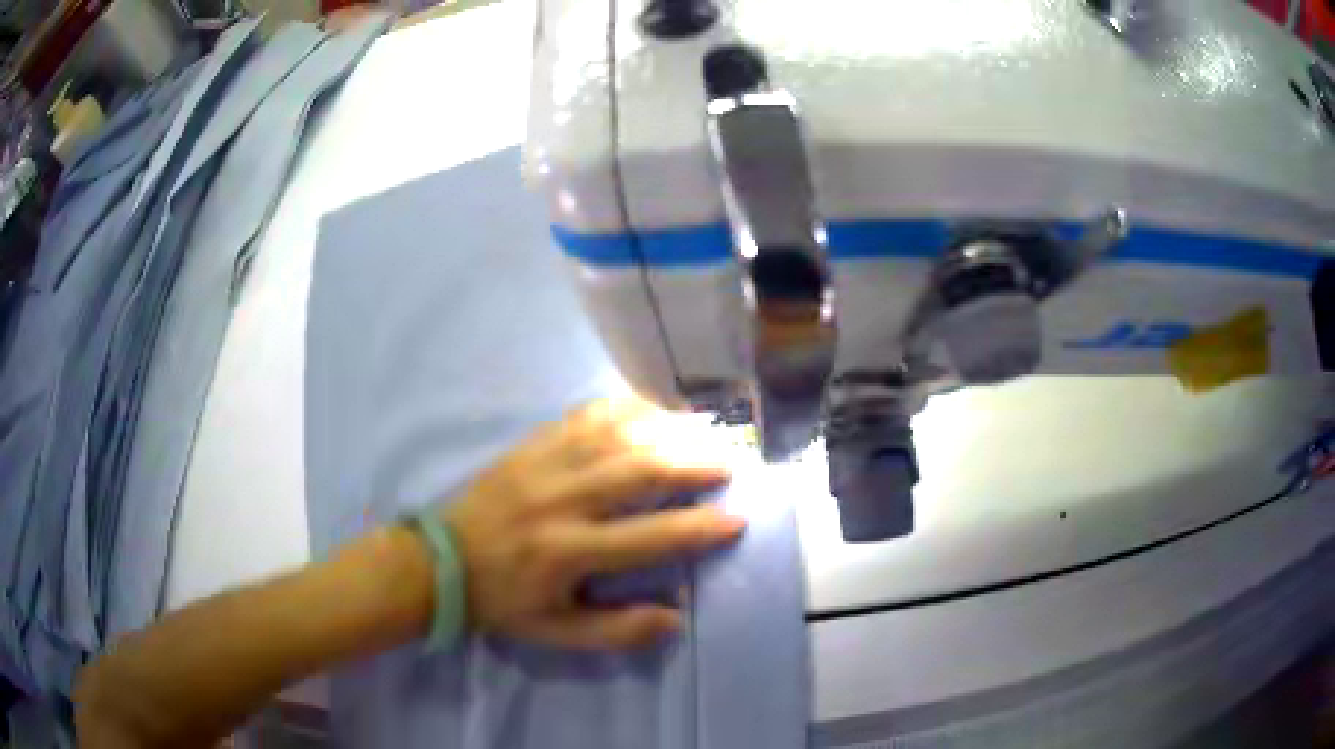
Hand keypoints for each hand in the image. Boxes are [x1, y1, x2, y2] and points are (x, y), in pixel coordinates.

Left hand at [444, 397, 742, 648]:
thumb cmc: (502, 600)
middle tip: (728, 464)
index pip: (649, 537)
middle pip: (640, 471)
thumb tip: (677, 618)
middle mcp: (562, 500)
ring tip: (701, 432)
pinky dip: (624, 408)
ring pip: (616, 435)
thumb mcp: (556, 632)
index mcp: (569, 551)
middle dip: (692, 464)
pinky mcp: (531, 445)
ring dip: (665, 430)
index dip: (699, 529)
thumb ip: (617, 629)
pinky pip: (585, 416)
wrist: (441, 561)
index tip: (736, 520)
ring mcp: (545, 464)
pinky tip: (649, 408)